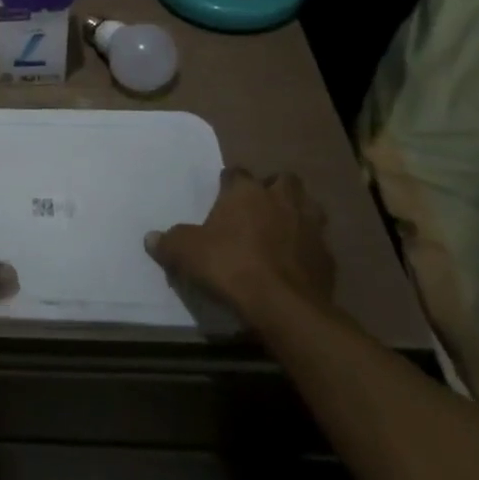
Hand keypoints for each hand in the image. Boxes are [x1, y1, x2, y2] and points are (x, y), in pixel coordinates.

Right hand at [145, 168, 335, 324]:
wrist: (284, 306)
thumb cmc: (230, 266)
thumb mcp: (186, 253)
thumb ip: (168, 242)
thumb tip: (151, 238)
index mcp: (247, 192)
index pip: (237, 173)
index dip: (229, 182)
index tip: (222, 194)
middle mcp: (282, 200)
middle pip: (284, 180)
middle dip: (274, 189)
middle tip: (258, 207)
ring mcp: (311, 227)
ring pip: (309, 207)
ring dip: (298, 213)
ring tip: (282, 229)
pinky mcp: (328, 257)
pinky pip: (318, 244)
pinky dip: (308, 249)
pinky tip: (295, 262)